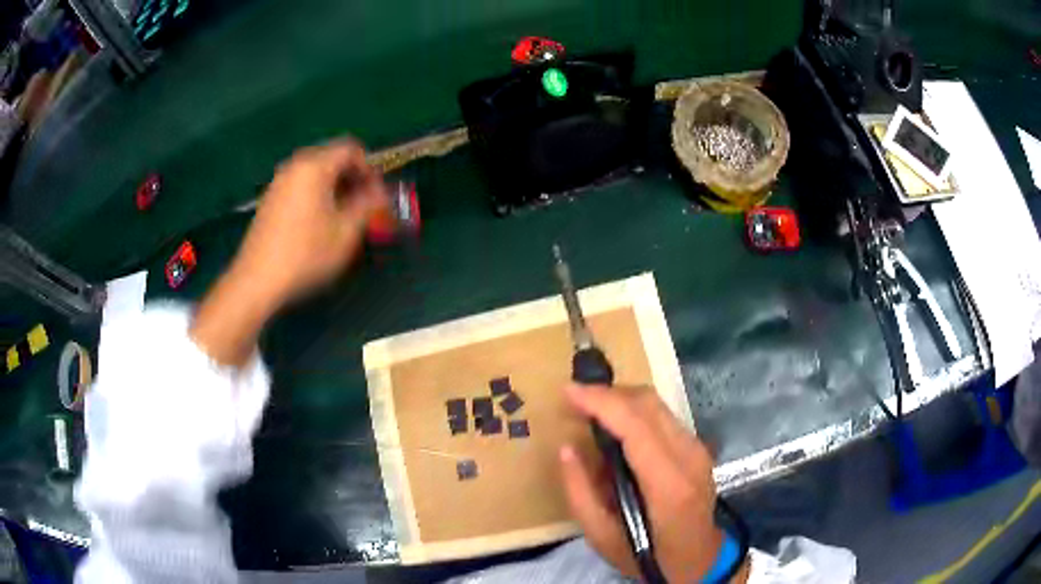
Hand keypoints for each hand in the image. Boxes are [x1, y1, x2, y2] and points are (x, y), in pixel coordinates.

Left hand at [191, 139, 386, 365]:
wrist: (257, 280)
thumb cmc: (306, 254)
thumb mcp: (346, 232)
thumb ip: (368, 205)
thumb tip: (381, 193)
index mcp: (315, 166)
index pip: (351, 149)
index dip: (371, 169)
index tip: (377, 195)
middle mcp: (295, 166)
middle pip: (332, 158)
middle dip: (353, 178)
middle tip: (365, 206)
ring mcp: (279, 182)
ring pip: (316, 173)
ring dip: (336, 188)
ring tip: (344, 217)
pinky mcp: (270, 200)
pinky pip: (301, 186)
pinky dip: (317, 195)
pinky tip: (319, 224)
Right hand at [560, 384, 747, 582]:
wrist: (698, 560)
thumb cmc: (649, 555)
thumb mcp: (602, 538)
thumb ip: (580, 493)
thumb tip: (567, 449)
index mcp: (668, 485)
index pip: (636, 426)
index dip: (601, 402)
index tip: (568, 391)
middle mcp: (690, 457)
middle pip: (648, 404)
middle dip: (608, 393)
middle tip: (574, 400)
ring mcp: (698, 449)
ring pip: (657, 404)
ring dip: (620, 399)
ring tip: (590, 409)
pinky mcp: (698, 447)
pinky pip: (662, 416)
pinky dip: (634, 410)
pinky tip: (615, 425)